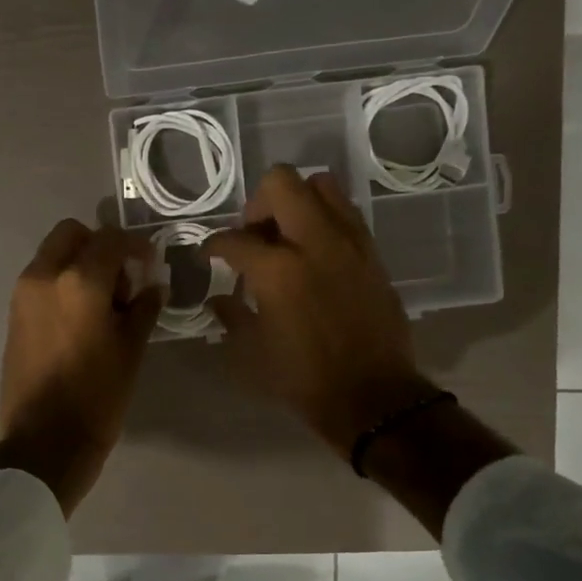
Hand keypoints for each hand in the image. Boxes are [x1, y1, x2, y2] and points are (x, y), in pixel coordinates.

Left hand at [0, 219, 162, 515]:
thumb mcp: (131, 351)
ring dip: (78, 262)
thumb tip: (153, 286)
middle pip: (71, 234)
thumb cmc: (96, 396)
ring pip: (52, 255)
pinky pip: (40, 279)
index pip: (111, 239)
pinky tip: (81, 316)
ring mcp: (23, 294)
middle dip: (99, 245)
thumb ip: (144, 308)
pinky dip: (61, 281)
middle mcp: (44, 276)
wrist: (43, 442)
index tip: (150, 264)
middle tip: (122, 277)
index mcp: (79, 281)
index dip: (136, 246)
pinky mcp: (13, 314)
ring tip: (103, 302)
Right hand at [205, 167, 436, 458]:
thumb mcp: (252, 353)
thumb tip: (219, 298)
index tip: (208, 255)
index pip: (234, 238)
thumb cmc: (304, 379)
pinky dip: (325, 219)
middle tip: (253, 235)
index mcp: (277, 269)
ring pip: (321, 185)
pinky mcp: (372, 253)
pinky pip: (346, 213)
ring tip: (287, 235)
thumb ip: (231, 315)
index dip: (213, 245)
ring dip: (296, 201)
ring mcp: (348, 243)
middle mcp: (314, 242)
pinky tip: (316, 251)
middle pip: (281, 184)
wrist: (373, 397)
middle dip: (257, 203)